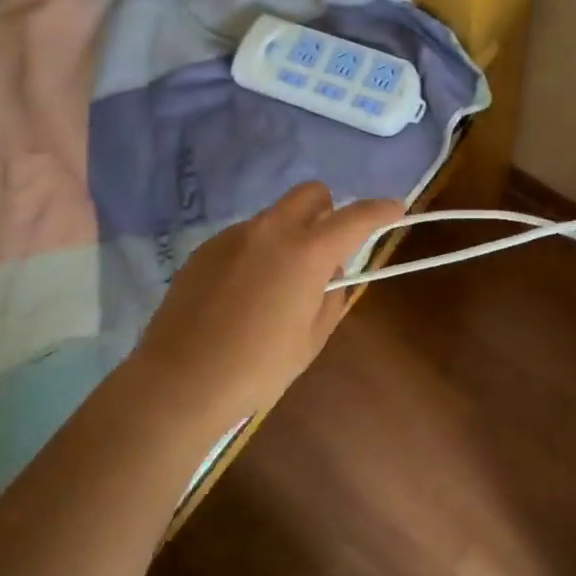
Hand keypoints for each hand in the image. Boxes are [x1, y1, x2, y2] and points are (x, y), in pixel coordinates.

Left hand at [126, 183, 402, 426]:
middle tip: (328, 248)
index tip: (395, 209)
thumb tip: (330, 273)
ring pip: (275, 217)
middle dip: (329, 210)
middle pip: (310, 194)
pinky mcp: (205, 249)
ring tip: (279, 284)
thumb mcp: (312, 338)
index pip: (354, 217)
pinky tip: (245, 293)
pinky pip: (245, 237)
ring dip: (291, 234)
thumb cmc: (258, 368)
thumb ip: (331, 296)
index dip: (380, 210)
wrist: (180, 381)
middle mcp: (269, 231)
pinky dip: (259, 251)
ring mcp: (232, 236)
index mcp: (305, 253)